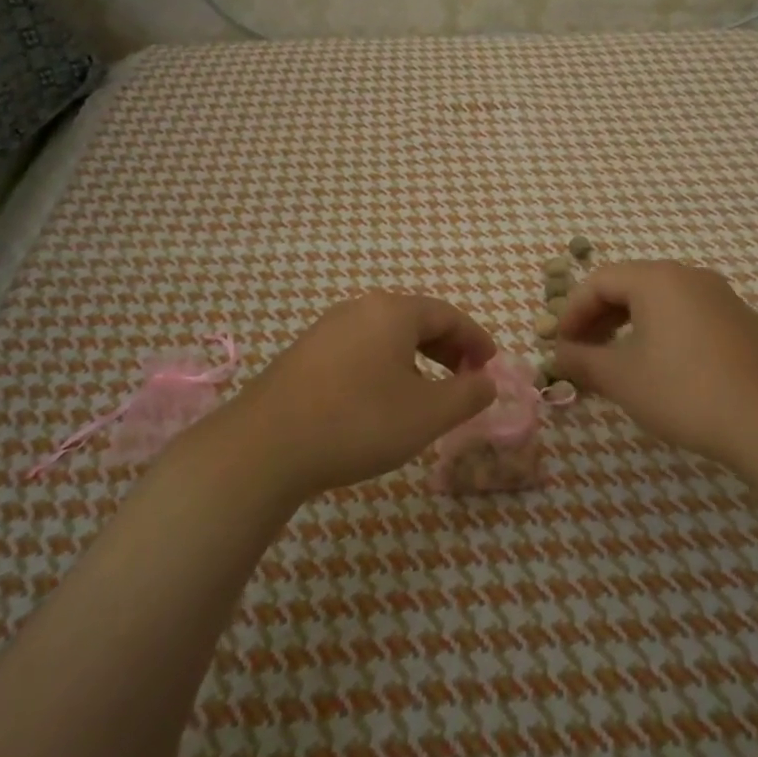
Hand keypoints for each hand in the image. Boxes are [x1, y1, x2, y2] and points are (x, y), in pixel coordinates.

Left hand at [215, 291, 498, 500]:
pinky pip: (359, 351)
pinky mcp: (304, 355)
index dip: (476, 339)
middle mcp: (359, 309)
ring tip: (427, 394)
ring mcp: (326, 330)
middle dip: (448, 348)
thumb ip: (468, 395)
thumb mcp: (428, 414)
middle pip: (416, 320)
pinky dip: (384, 367)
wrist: (266, 446)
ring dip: (416, 359)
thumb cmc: (359, 422)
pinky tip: (381, 401)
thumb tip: (487, 382)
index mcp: (393, 312)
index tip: (491, 366)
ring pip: (385, 337)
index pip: (448, 315)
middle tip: (466, 379)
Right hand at [553, 261, 757, 467]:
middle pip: (631, 286)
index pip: (599, 281)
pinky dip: (664, 333)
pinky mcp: (744, 323)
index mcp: (658, 279)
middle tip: (583, 353)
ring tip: (618, 363)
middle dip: (599, 319)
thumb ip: (581, 360)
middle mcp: (691, 277)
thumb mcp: (620, 378)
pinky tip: (663, 369)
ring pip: (662, 302)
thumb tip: (558, 355)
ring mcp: (723, 298)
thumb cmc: (683, 391)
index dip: (572, 311)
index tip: (561, 345)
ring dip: (630, 327)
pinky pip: (690, 317)